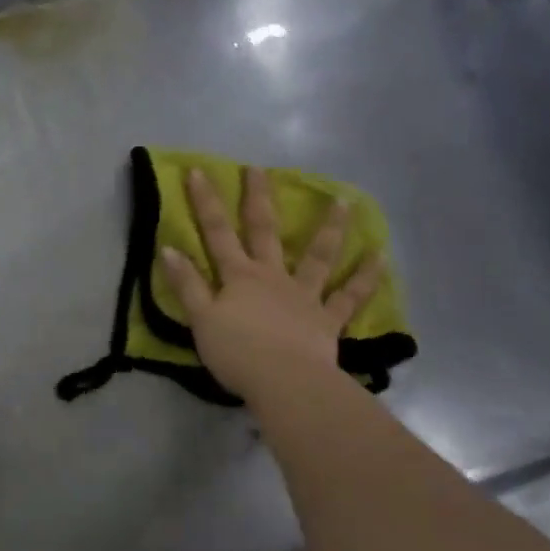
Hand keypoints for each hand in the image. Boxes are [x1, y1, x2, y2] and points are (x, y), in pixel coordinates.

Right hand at [159, 166, 381, 402]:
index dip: (206, 202)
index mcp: (239, 276)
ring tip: (343, 201)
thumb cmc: (237, 352)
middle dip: (258, 198)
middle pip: (264, 231)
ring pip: (318, 255)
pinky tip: (381, 256)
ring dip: (330, 227)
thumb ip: (187, 284)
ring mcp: (304, 295)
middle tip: (259, 168)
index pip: (217, 232)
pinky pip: (349, 295)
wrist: (284, 382)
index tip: (199, 171)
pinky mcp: (327, 319)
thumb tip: (168, 248)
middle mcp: (272, 276)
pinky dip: (366, 276)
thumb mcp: (201, 319)